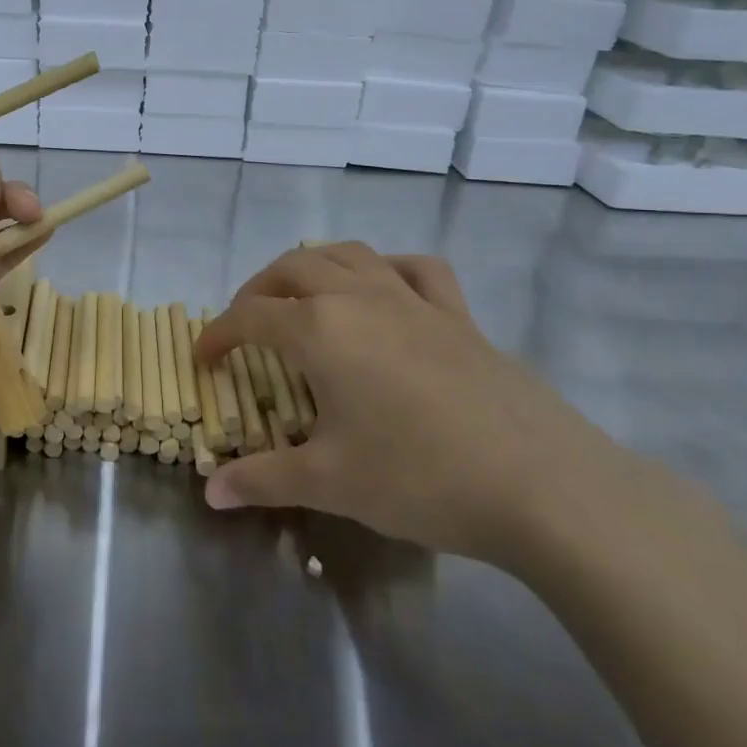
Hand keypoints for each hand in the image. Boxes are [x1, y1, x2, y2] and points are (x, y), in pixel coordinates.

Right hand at [194, 243, 628, 569]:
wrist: (542, 485)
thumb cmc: (419, 477)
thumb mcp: (330, 482)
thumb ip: (262, 479)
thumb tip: (211, 492)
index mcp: (320, 330)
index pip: (250, 316)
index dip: (218, 333)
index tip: (204, 358)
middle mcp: (360, 298)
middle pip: (293, 268)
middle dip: (258, 290)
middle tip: (246, 325)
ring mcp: (413, 300)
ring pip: (349, 255)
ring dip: (313, 267)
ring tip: (302, 297)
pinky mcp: (458, 316)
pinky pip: (416, 269)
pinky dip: (387, 268)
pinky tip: (383, 290)